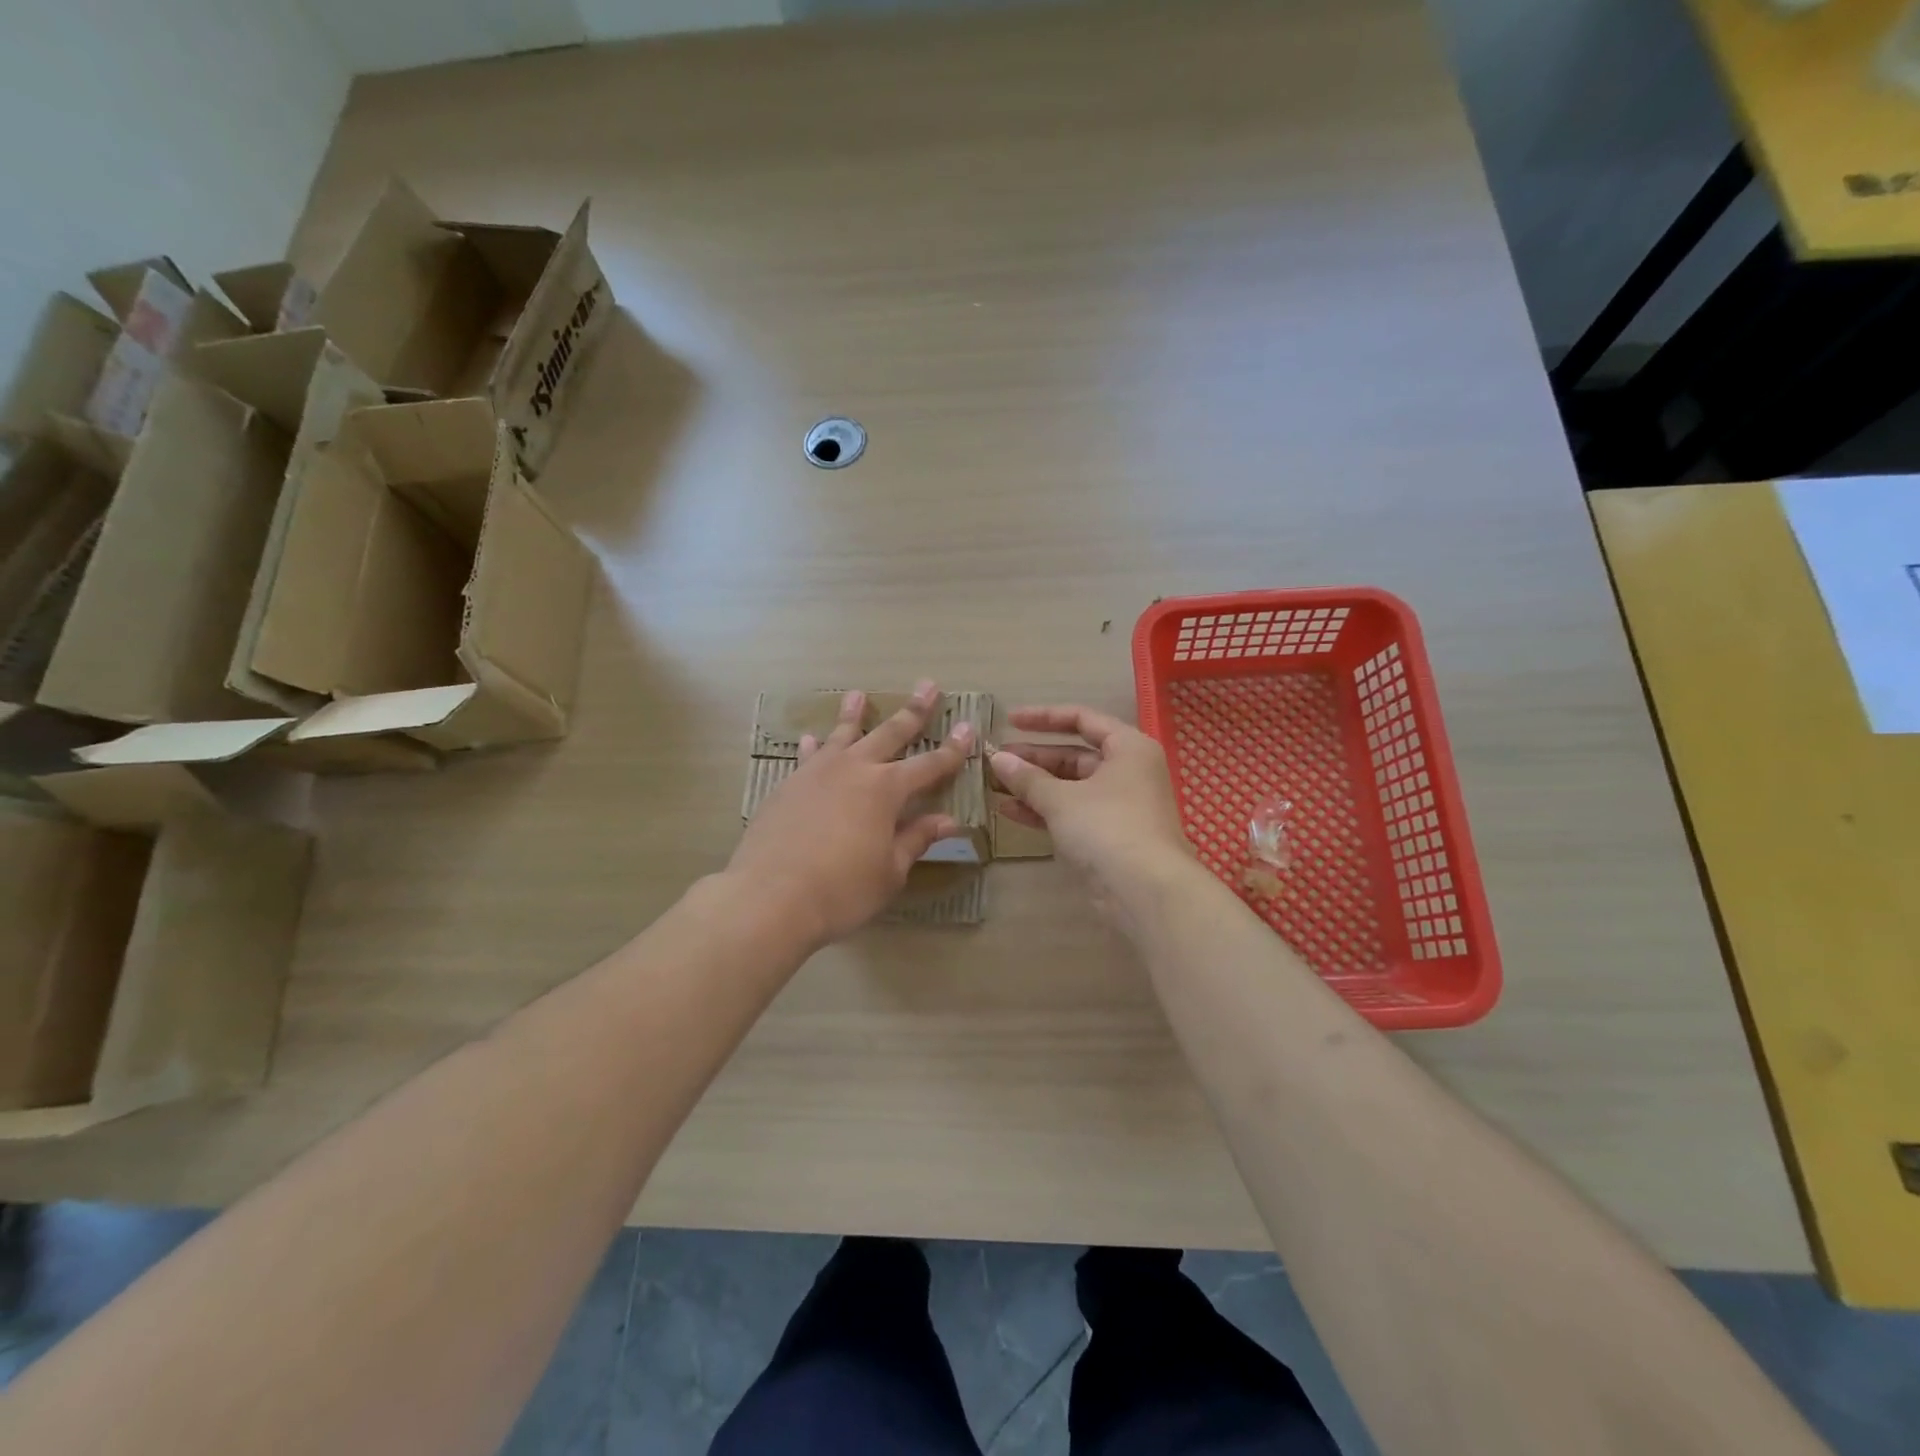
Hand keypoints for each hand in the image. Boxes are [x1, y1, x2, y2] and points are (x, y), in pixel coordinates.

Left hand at [727, 681, 973, 951]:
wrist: (770, 897)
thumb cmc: (841, 890)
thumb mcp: (889, 872)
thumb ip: (915, 839)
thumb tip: (948, 821)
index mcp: (886, 789)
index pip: (930, 765)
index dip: (953, 749)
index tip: (969, 727)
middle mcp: (854, 770)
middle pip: (890, 733)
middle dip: (913, 711)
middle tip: (928, 685)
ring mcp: (817, 774)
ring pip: (841, 735)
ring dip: (853, 713)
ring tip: (858, 693)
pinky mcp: (788, 786)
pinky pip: (807, 757)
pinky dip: (813, 746)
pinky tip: (810, 739)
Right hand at [990, 706, 1194, 927]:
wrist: (1145, 891)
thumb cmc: (1107, 828)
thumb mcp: (1061, 799)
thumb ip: (1027, 777)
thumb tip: (998, 759)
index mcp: (1128, 748)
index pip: (1082, 719)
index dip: (1044, 717)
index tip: (1009, 721)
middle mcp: (1128, 771)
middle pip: (1075, 755)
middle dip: (1033, 758)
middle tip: (995, 761)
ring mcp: (1120, 805)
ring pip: (1071, 787)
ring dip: (1034, 786)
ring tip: (994, 786)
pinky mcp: (1110, 836)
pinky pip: (1072, 813)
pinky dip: (1044, 810)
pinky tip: (1009, 811)